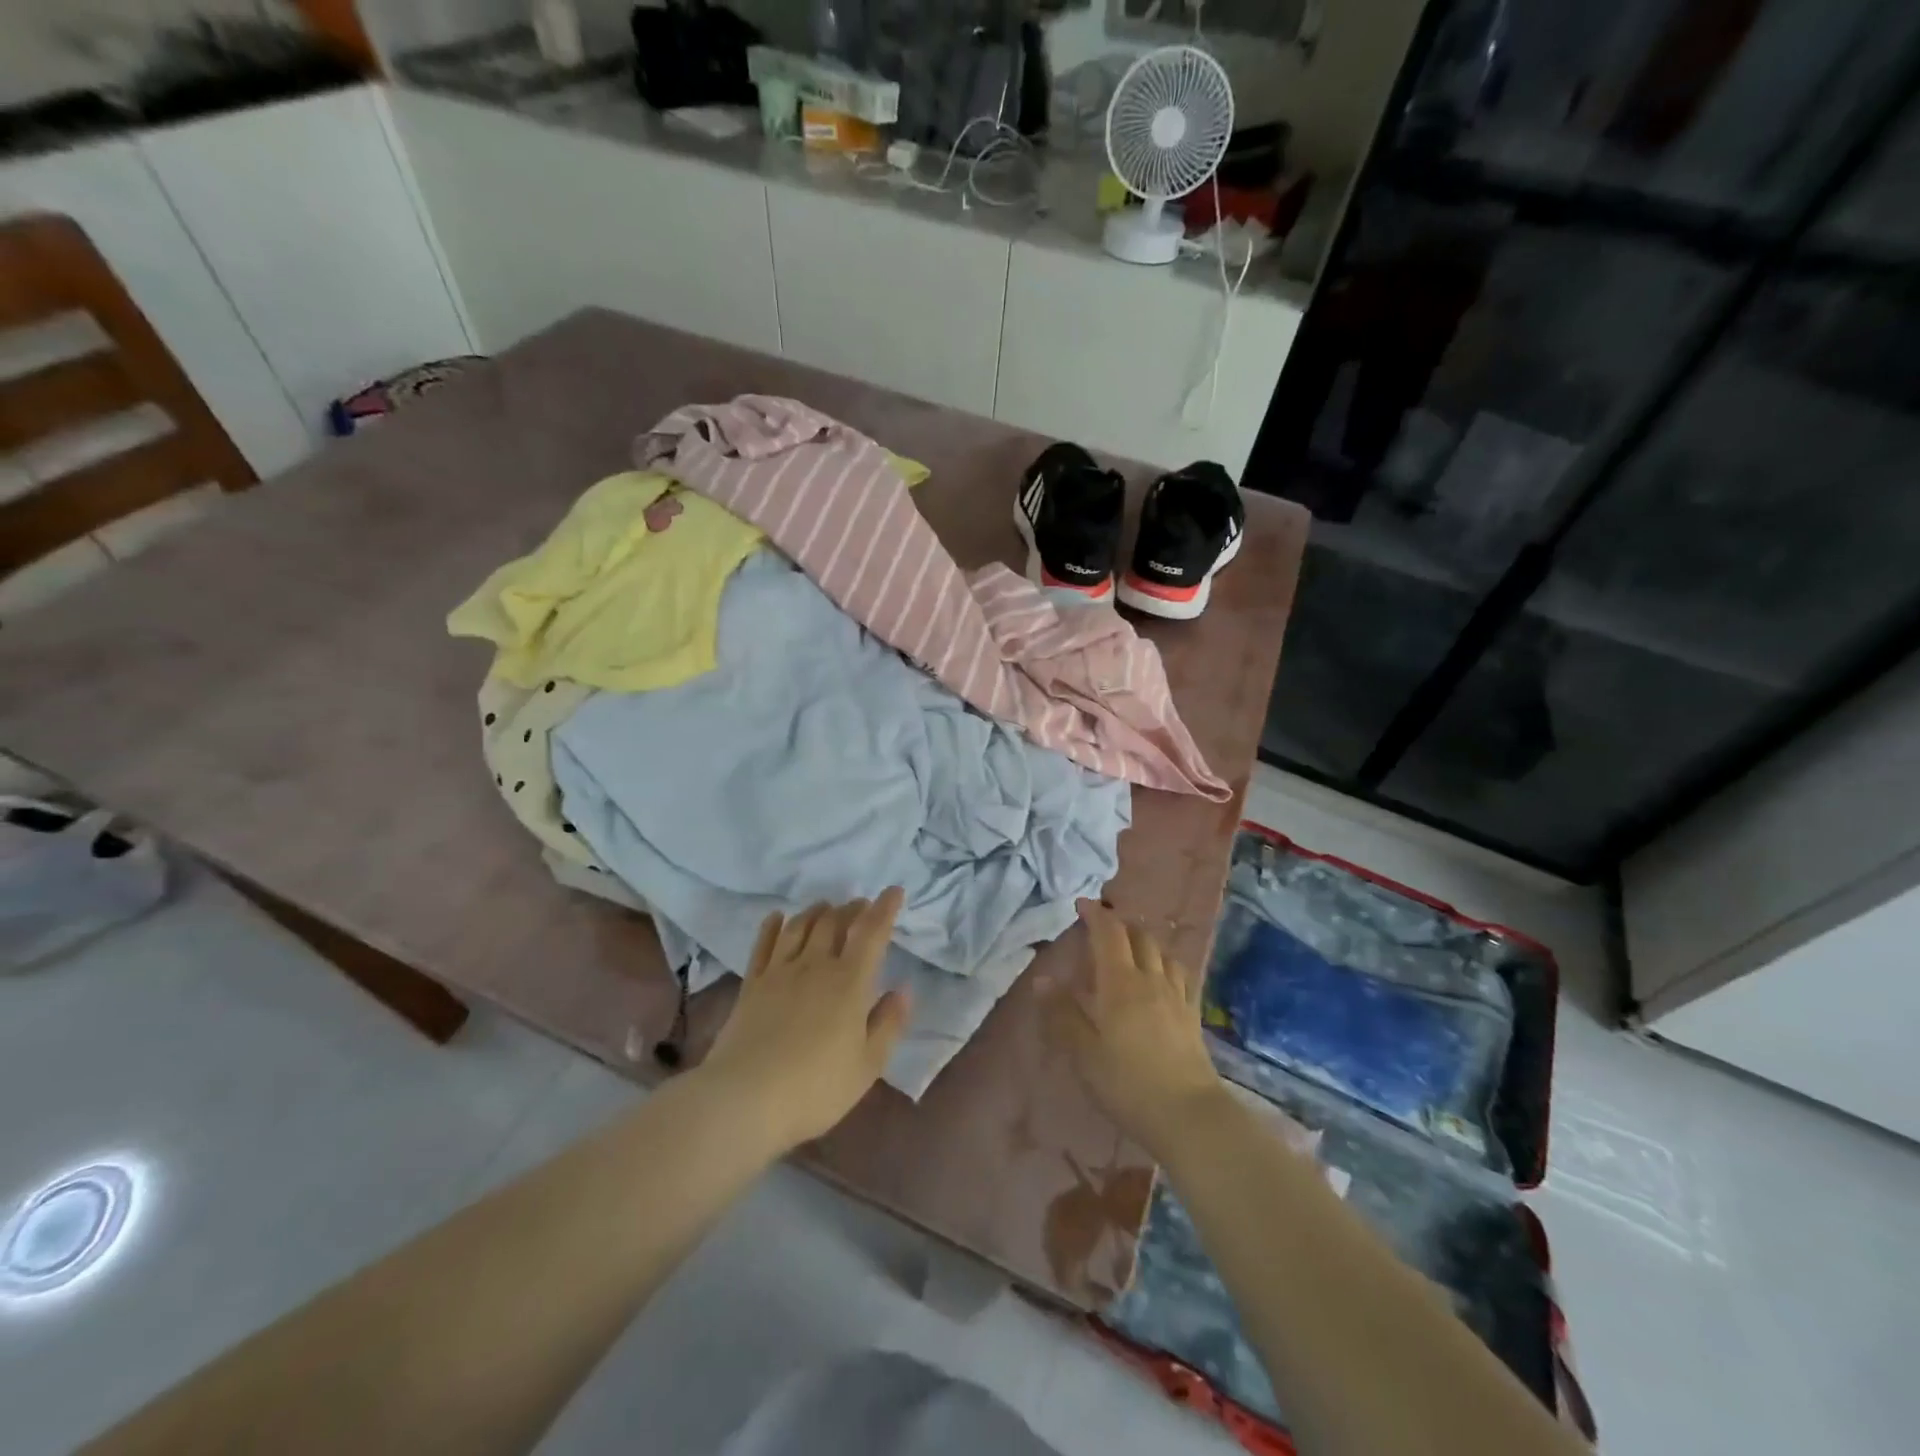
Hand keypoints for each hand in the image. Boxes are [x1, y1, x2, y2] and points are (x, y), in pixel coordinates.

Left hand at [700, 889, 911, 1152]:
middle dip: (851, 908)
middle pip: (834, 922)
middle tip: (860, 906)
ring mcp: (779, 972)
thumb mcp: (867, 1065)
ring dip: (817, 911)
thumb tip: (903, 989)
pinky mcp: (751, 984)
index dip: (885, 908)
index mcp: (849, 982)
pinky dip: (773, 925)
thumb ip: (888, 1024)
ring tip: (826, 908)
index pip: (871, 933)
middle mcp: (815, 965)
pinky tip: (778, 918)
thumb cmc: (815, 1087)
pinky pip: (764, 944)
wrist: (745, 1098)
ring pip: (800, 926)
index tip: (894, 891)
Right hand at [1047, 900, 1223, 1157]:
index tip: (1082, 904)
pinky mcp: (1192, 1015)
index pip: (1109, 933)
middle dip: (1120, 924)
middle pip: (1140, 936)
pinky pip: (1180, 975)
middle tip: (1103, 927)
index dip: (1096, 914)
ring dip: (1145, 941)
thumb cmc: (1127, 1082)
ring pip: (1162, 952)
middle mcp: (1151, 979)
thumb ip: (1062, 1013)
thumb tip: (1041, 979)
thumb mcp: (1083, 1052)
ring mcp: (1176, 995)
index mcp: (1120, 982)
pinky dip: (1165, 964)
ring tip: (1132, 949)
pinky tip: (1161, 977)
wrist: (1187, 1114)